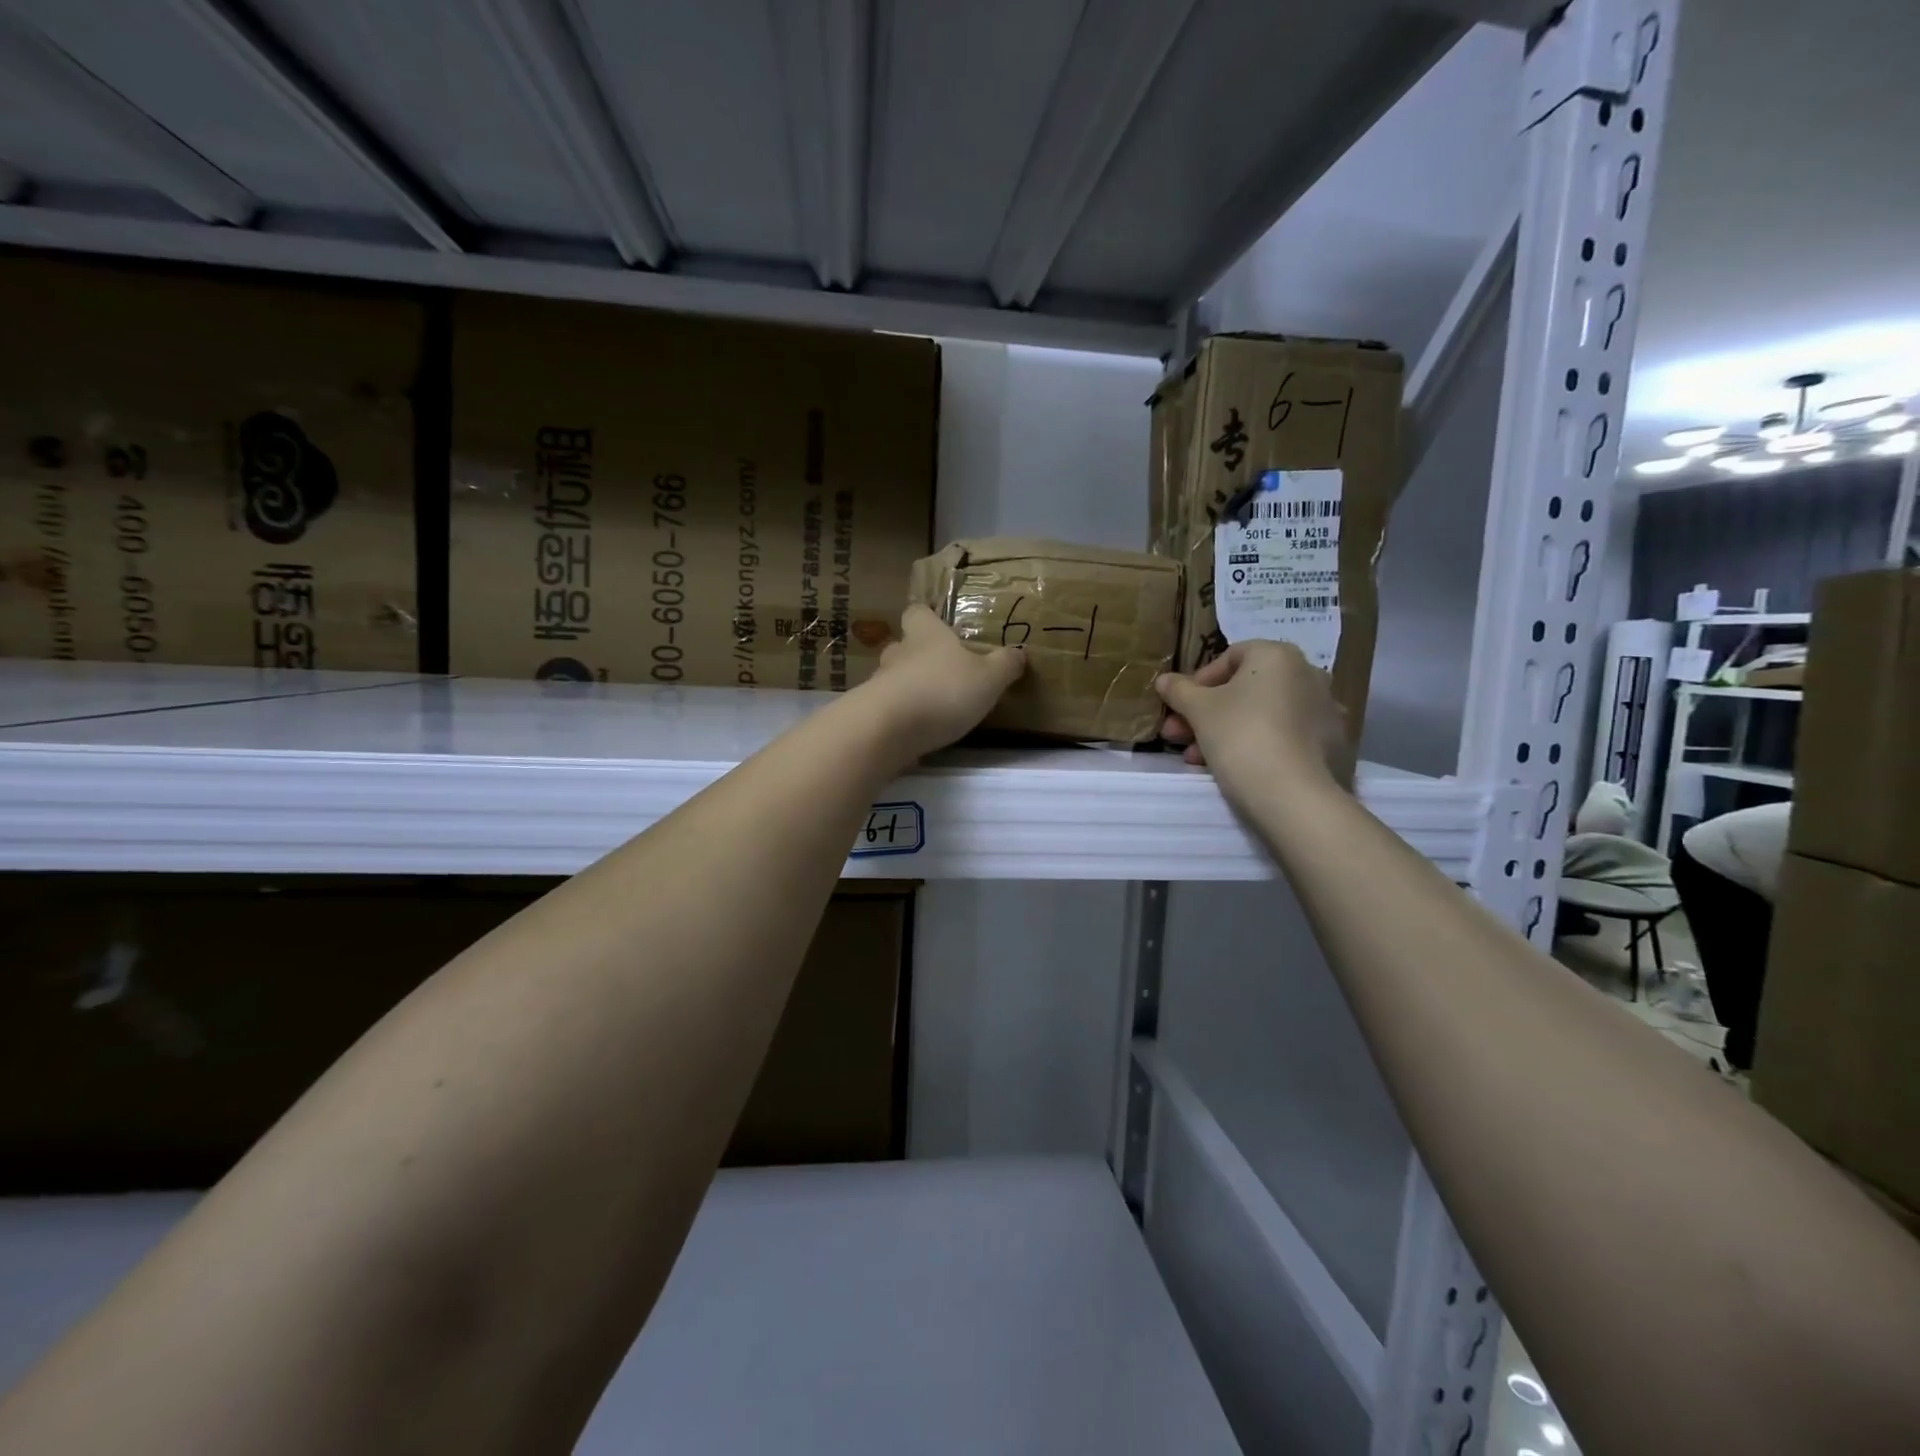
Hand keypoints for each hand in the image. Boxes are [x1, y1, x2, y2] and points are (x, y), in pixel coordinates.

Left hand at [855, 605, 1025, 762]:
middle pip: (903, 645)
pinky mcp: (870, 713)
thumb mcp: (989, 678)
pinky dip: (900, 715)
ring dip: (909, 688)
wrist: (888, 729)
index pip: (917, 612)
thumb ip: (1005, 665)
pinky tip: (916, 730)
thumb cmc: (944, 691)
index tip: (940, 627)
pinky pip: (887, 707)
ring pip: (893, 677)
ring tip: (932, 706)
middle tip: (942, 672)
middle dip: (919, 657)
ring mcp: (879, 683)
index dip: (927, 617)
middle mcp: (898, 653)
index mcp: (926, 635)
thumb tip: (1019, 653)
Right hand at [1156, 641, 1350, 802]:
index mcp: (1278, 656)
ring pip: (1263, 715)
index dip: (1198, 682)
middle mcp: (1308, 674)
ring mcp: (1325, 710)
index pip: (1230, 657)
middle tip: (1178, 736)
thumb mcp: (1198, 710)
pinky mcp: (1333, 744)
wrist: (1294, 795)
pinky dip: (1259, 745)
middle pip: (1245, 689)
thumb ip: (1179, 690)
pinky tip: (1236, 769)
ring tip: (1198, 759)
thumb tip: (1164, 680)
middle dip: (1206, 713)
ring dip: (1226, 731)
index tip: (1179, 708)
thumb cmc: (1241, 736)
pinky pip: (1285, 736)